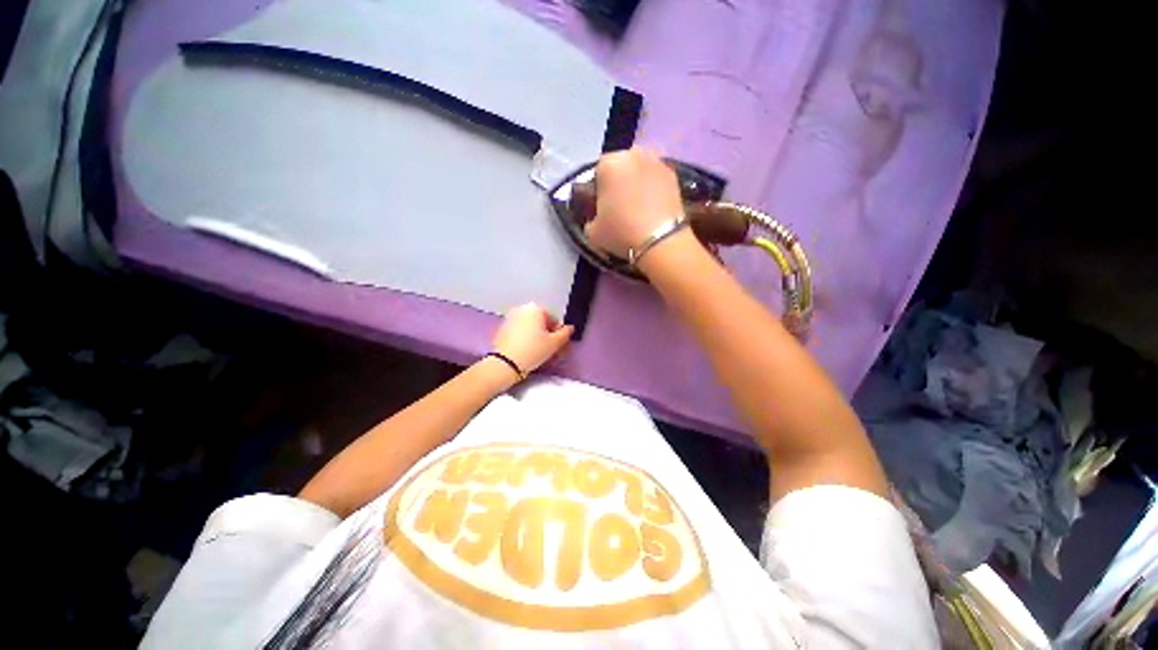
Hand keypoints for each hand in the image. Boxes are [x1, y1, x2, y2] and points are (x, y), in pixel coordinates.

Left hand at [492, 303, 573, 375]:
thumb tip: (570, 328)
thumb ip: (565, 334)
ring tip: (538, 351)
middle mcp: (522, 309)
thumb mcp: (554, 343)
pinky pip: (519, 331)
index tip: (557, 345)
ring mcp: (510, 317)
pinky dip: (524, 338)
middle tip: (549, 349)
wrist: (505, 363)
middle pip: (541, 321)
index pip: (553, 319)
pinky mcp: (502, 328)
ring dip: (536, 335)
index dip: (558, 333)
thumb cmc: (533, 350)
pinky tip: (526, 350)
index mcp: (535, 308)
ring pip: (530, 326)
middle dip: (546, 333)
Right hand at [585, 147, 685, 258]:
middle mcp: (633, 155)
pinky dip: (653, 188)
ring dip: (637, 182)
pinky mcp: (674, 175)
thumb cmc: (621, 233)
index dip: (598, 190)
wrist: (660, 241)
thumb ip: (590, 219)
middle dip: (619, 181)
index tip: (601, 207)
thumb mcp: (592, 232)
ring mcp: (656, 162)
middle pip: (621, 165)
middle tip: (620, 205)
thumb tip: (596, 218)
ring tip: (638, 205)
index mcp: (608, 164)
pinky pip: (656, 178)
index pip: (597, 171)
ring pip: (640, 169)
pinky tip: (652, 207)